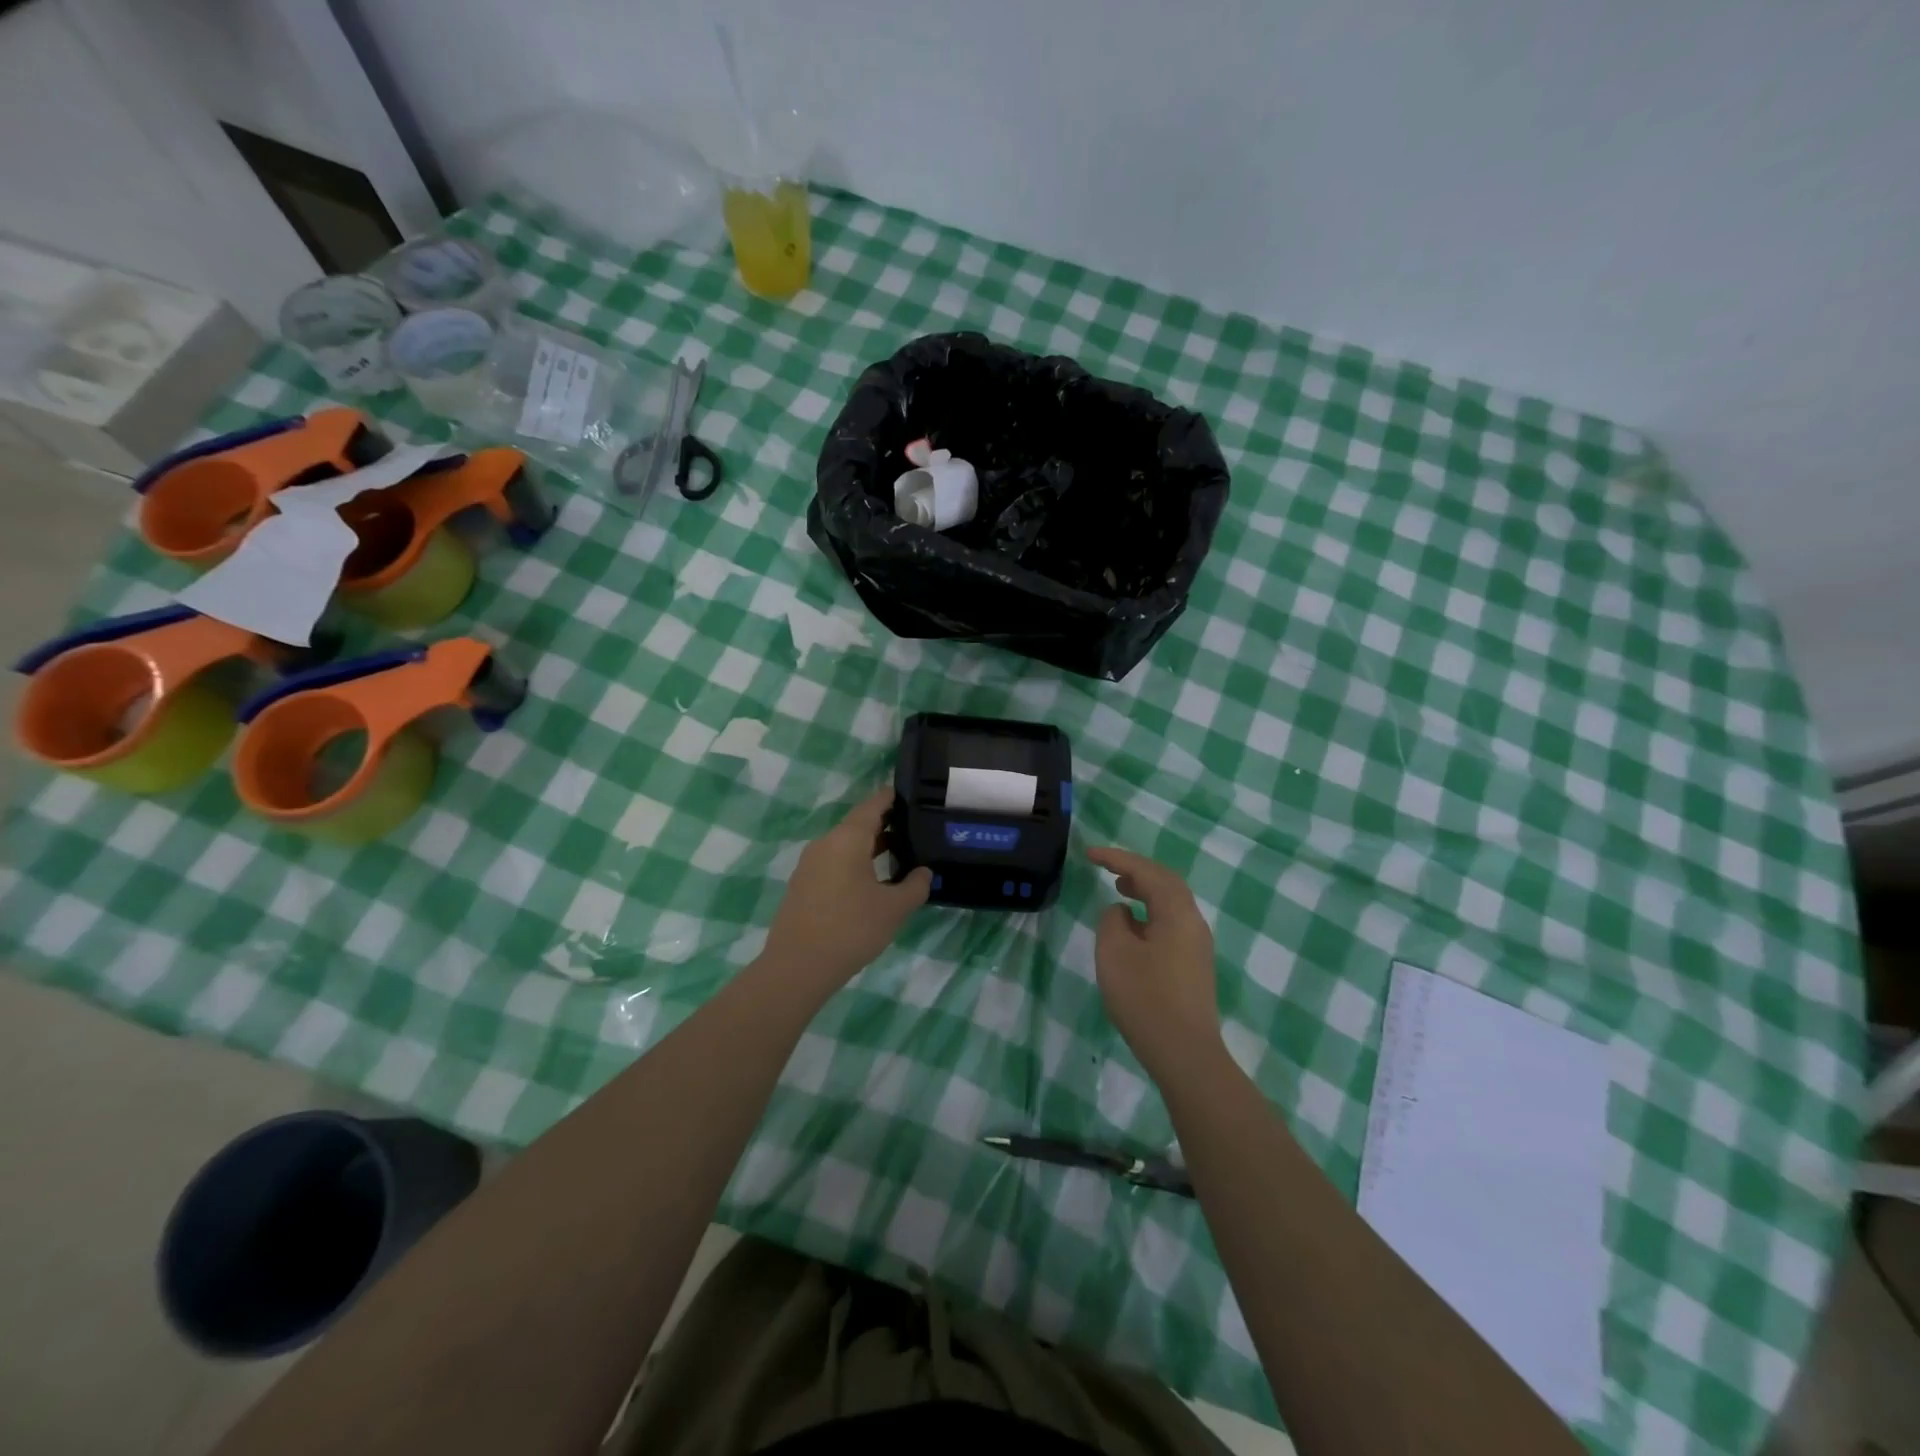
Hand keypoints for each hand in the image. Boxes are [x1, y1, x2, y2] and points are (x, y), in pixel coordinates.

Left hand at [760, 787, 931, 992]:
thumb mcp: (894, 909)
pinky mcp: (802, 884)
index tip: (915, 798)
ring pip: (845, 845)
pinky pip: (834, 862)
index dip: (893, 798)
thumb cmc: (851, 929)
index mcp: (847, 839)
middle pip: (858, 824)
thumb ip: (915, 885)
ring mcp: (810, 864)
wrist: (797, 967)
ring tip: (898, 857)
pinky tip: (871, 882)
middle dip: (886, 825)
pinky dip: (854, 862)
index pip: (873, 805)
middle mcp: (825, 843)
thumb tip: (923, 872)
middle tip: (915, 831)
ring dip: (870, 847)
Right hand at [1087, 846, 1222, 1079]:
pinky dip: (1150, 912)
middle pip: (1167, 883)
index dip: (1118, 859)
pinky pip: (1172, 923)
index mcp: (1177, 913)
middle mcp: (1194, 922)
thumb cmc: (1145, 998)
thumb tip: (1122, 912)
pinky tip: (1133, 926)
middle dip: (1136, 871)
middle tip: (1108, 867)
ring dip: (1145, 891)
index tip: (1090, 854)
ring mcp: (1197, 945)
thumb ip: (1112, 921)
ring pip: (1171, 904)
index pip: (1147, 872)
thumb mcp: (1114, 952)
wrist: (1184, 1053)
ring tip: (1119, 889)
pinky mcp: (1194, 965)